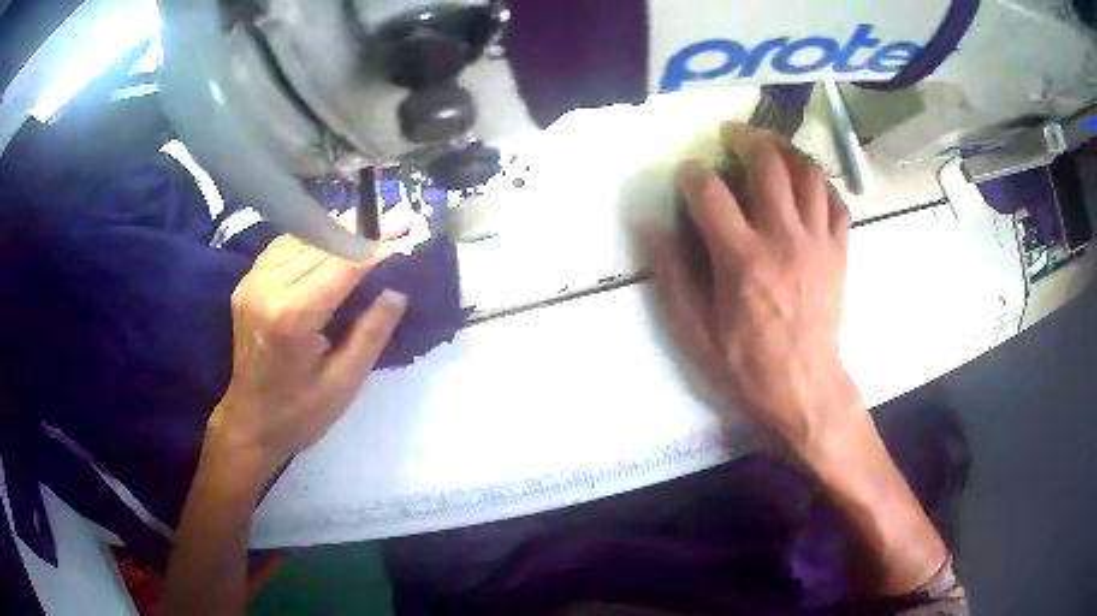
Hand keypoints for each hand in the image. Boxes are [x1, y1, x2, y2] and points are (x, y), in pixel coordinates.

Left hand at [206, 235, 407, 478]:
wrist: (250, 422)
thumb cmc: (299, 413)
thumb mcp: (344, 382)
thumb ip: (371, 332)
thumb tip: (397, 290)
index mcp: (291, 316)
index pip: (341, 265)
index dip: (376, 246)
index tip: (407, 230)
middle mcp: (267, 288)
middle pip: (321, 243)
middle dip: (362, 229)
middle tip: (399, 217)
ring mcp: (252, 282)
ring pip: (302, 238)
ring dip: (338, 229)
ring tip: (372, 223)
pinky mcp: (247, 283)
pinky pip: (283, 247)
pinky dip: (311, 238)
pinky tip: (332, 239)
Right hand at [648, 123, 862, 459]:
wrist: (805, 388)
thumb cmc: (747, 365)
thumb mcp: (696, 332)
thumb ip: (672, 276)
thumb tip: (651, 227)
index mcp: (742, 259)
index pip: (711, 192)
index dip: (692, 174)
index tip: (687, 174)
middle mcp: (783, 238)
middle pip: (767, 164)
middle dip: (744, 138)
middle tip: (730, 133)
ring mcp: (818, 241)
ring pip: (808, 172)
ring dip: (785, 149)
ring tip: (769, 145)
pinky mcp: (840, 251)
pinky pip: (836, 201)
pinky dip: (820, 182)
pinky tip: (806, 182)